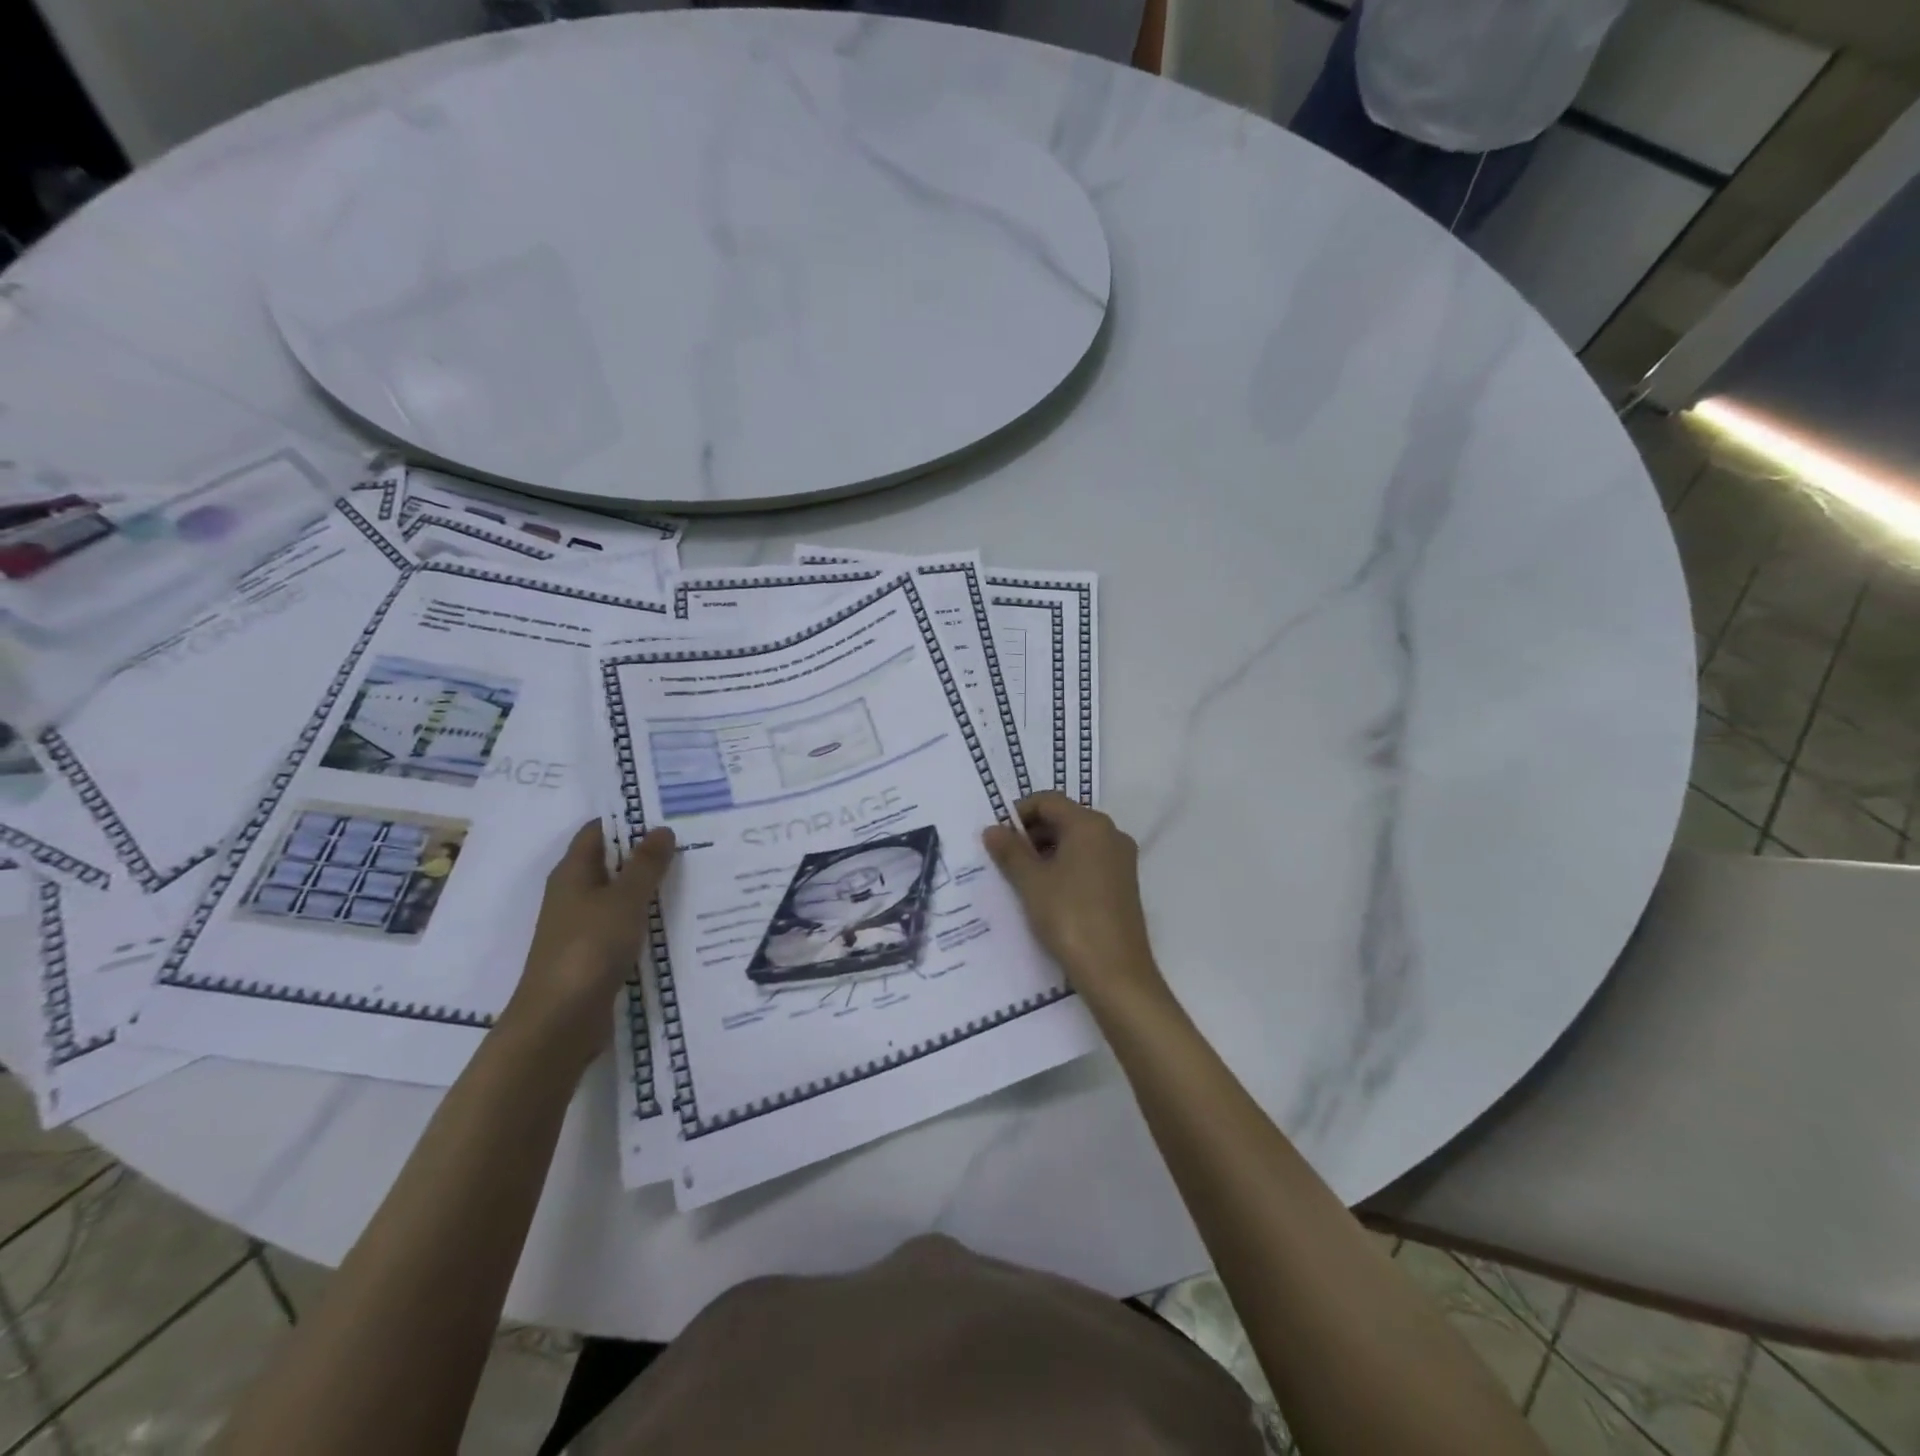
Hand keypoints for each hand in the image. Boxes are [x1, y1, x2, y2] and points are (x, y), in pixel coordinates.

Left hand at [500, 820, 675, 1071]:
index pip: (598, 831)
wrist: (560, 1021)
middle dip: (646, 852)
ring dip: (649, 887)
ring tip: (693, 875)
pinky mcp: (593, 954)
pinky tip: (676, 918)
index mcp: (572, 873)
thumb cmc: (589, 948)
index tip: (667, 813)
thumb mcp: (624, 900)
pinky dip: (646, 917)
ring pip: (619, 895)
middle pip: (611, 862)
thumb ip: (646, 864)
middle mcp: (574, 894)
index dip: (628, 819)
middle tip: (691, 841)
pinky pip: (624, 924)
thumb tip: (662, 829)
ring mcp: (582, 926)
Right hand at [983, 793, 1165, 1005]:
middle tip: (1005, 859)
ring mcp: (1121, 860)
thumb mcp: (1031, 883)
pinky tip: (1047, 893)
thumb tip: (992, 829)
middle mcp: (1111, 834)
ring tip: (1021, 878)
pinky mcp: (1124, 884)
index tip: (997, 837)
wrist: (1116, 972)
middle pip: (1064, 818)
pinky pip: (1089, 861)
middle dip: (1032, 833)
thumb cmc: (1070, 917)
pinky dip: (1065, 867)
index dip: (1019, 813)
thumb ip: (1010, 851)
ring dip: (1047, 852)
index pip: (1048, 801)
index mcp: (1090, 825)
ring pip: (1076, 841)